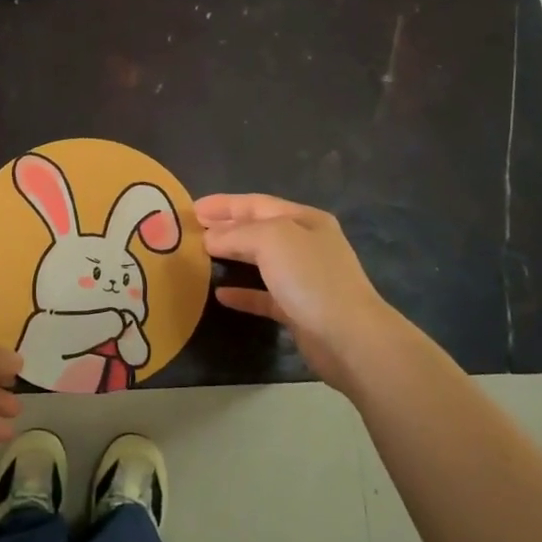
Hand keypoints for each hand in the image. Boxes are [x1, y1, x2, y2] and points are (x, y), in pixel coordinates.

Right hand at [195, 193, 415, 397]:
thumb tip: (209, 238)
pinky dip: (242, 293)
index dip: (224, 204)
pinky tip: (220, 294)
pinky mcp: (298, 310)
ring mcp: (304, 278)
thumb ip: (237, 234)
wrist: (349, 338)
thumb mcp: (272, 240)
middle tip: (192, 230)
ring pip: (260, 261)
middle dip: (226, 227)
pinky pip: (264, 295)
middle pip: (258, 229)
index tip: (192, 208)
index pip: (257, 204)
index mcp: (304, 219)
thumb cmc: (311, 277)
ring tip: (201, 256)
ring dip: (232, 256)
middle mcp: (306, 244)